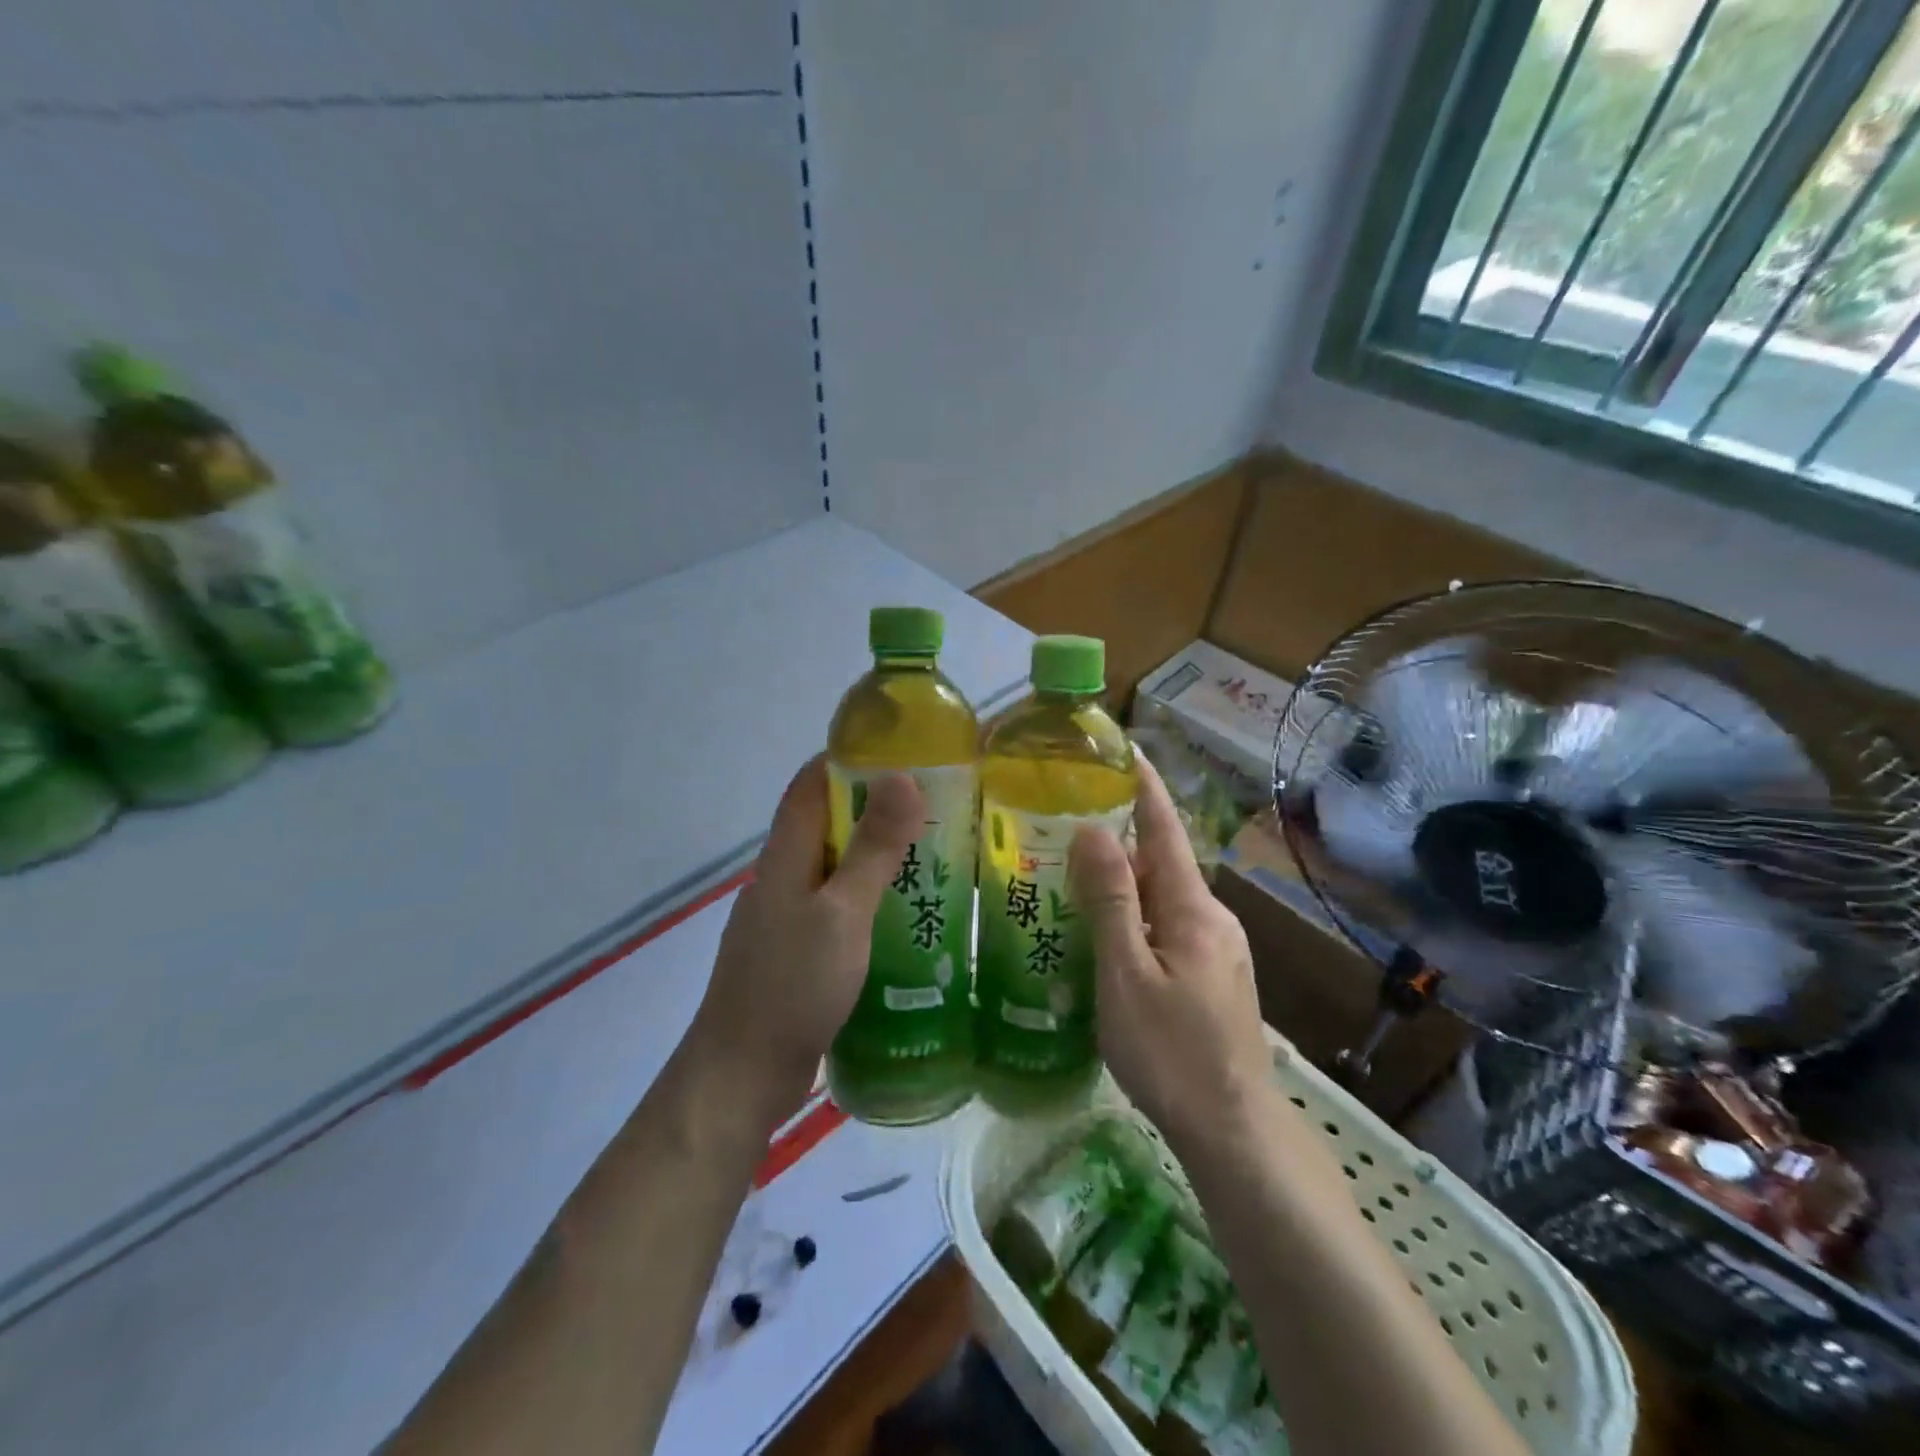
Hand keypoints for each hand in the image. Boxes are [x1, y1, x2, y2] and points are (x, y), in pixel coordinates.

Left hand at [688, 755, 923, 1128]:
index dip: (847, 759)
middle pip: (825, 825)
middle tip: (935, 806)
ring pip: (833, 870)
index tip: (899, 750)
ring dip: (873, 856)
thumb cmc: (791, 986)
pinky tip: (902, 918)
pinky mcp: (795, 955)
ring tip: (931, 857)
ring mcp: (785, 920)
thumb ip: (873, 848)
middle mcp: (781, 880)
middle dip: (873, 808)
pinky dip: (866, 900)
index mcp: (785, 858)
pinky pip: (835, 910)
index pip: (809, 785)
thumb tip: (901, 776)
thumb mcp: (842, 913)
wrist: (740, 1076)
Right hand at [1071, 756, 1273, 1159]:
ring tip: (1076, 882)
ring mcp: (1221, 950)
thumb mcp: (1126, 974)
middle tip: (1068, 829)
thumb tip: (1094, 830)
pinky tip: (1109, 938)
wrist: (1233, 1129)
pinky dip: (1138, 917)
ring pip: (1166, 899)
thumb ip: (1111, 901)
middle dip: (1122, 840)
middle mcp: (1215, 919)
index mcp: (1194, 910)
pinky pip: (1171, 928)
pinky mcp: (1217, 977)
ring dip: (1127, 883)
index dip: (1145, 789)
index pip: (1166, 831)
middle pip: (1163, 864)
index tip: (1127, 750)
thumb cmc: (1170, 1052)